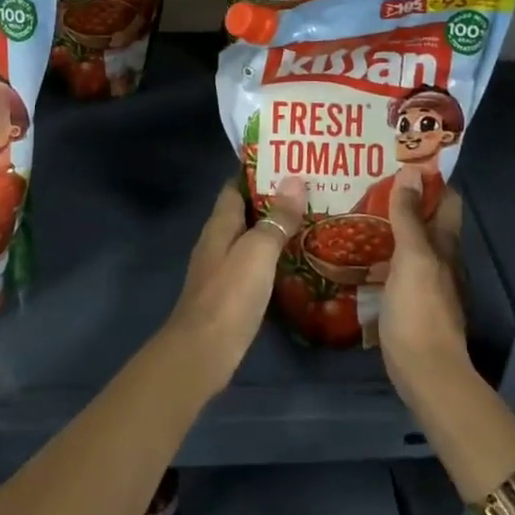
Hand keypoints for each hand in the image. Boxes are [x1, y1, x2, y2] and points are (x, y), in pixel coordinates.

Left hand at [159, 178, 305, 398]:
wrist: (202, 354)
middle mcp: (218, 241)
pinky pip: (255, 265)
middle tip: (312, 190)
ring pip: (252, 239)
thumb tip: (295, 179)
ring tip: (312, 220)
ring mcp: (223, 269)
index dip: (258, 171)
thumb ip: (277, 218)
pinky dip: (274, 258)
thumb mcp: (258, 251)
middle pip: (246, 211)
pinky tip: (298, 262)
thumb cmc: (229, 296)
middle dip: (274, 199)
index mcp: (220, 224)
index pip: (236, 186)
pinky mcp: (231, 295)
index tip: (288, 160)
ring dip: (276, 229)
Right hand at [378, 170, 468, 406]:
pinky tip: (359, 254)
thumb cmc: (420, 309)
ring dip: (390, 226)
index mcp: (445, 243)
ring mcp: (427, 283)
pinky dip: (383, 254)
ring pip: (411, 243)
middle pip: (427, 219)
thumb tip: (411, 172)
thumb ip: (409, 217)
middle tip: (367, 183)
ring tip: (356, 211)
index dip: (429, 178)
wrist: (426, 372)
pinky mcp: (411, 303)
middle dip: (404, 199)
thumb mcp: (412, 257)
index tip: (399, 160)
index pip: (446, 199)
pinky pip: (397, 267)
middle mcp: (441, 259)